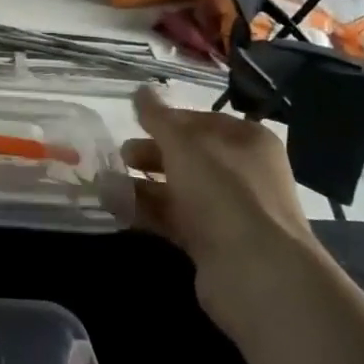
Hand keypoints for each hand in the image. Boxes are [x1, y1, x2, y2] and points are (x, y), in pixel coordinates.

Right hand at [120, 85, 315, 275]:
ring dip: (143, 185)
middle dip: (151, 154)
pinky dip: (148, 212)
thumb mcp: (184, 144)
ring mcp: (230, 212)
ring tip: (106, 182)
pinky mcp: (214, 245)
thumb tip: (141, 89)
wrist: (256, 274)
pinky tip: (117, 207)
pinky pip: (176, 220)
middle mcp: (243, 173)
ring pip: (179, 190)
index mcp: (247, 141)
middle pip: (189, 156)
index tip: (135, 122)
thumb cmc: (223, 191)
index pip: (201, 121)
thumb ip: (158, 118)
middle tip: (120, 155)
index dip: (167, 120)